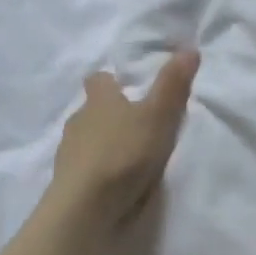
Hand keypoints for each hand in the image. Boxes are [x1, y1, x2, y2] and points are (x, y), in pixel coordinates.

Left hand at [51, 50, 199, 231]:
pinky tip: (111, 183)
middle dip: (109, 116)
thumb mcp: (158, 117)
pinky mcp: (66, 181)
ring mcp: (68, 152)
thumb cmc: (124, 153)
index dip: (111, 82)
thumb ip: (173, 86)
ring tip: (126, 159)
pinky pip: (82, 168)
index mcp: (99, 100)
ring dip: (102, 145)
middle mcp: (78, 120)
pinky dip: (95, 171)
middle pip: (92, 110)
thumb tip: (189, 49)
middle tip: (135, 127)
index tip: (127, 89)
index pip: (98, 80)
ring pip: (86, 139)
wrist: (86, 205)